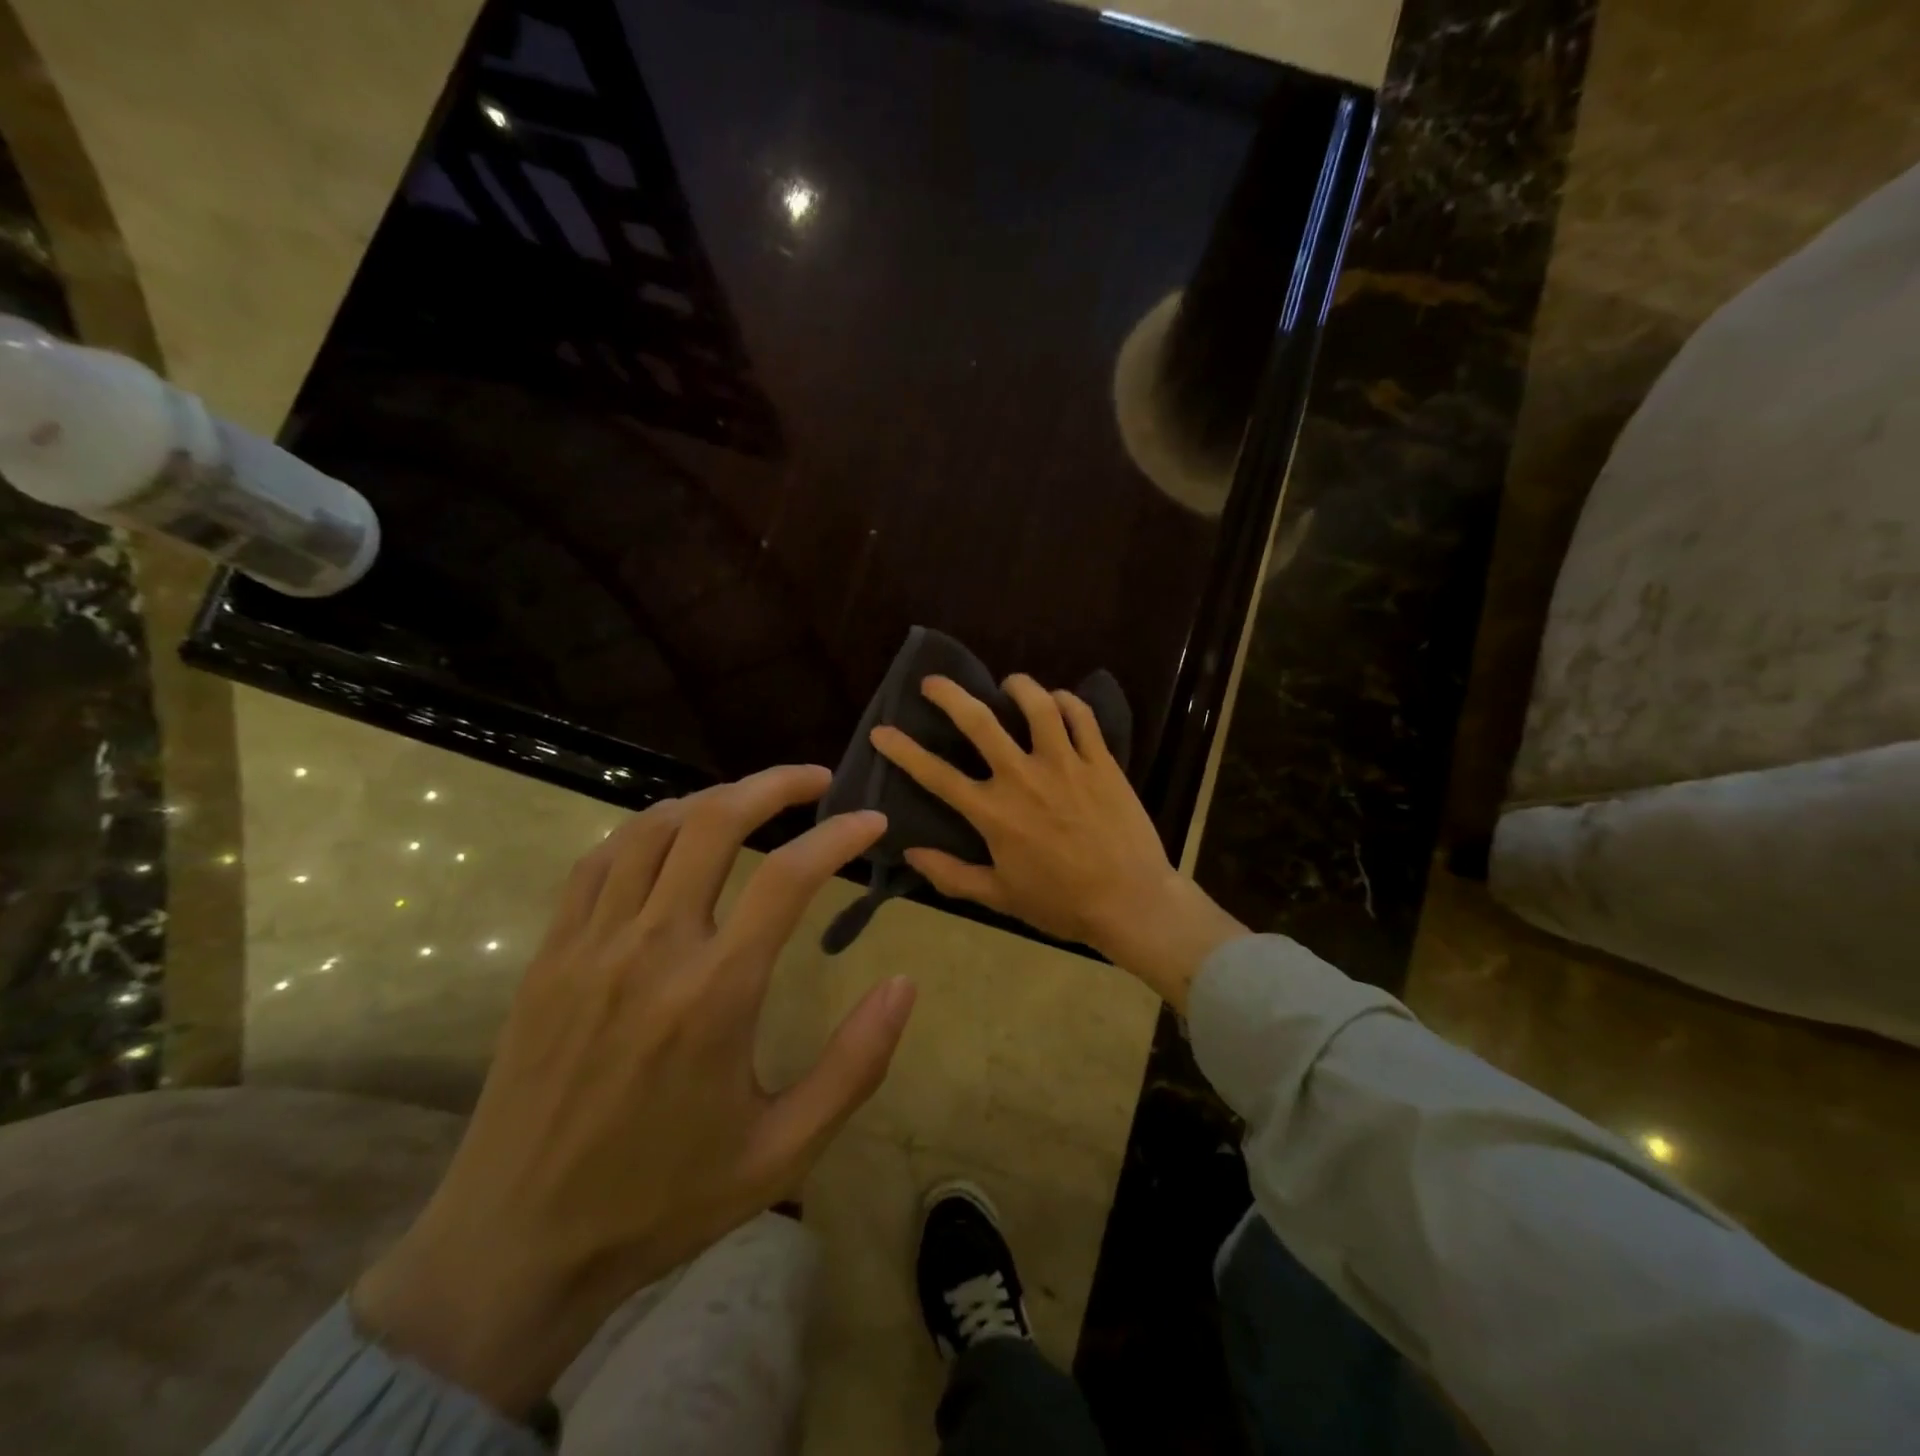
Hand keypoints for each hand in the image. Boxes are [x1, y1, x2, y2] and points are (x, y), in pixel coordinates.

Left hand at [352, 766, 915, 1415]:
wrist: (515, 1245)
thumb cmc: (663, 1199)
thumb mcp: (782, 1150)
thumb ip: (854, 1064)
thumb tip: (904, 984)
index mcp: (714, 994)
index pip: (788, 877)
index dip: (839, 836)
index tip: (872, 821)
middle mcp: (651, 949)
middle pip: (714, 823)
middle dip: (774, 786)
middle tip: (816, 780)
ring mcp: (589, 945)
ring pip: (653, 829)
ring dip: (711, 798)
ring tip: (752, 800)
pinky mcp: (549, 955)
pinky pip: (599, 861)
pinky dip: (646, 828)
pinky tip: (672, 834)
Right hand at [870, 675, 1244, 1009]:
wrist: (1131, 902)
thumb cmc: (1061, 903)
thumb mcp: (1000, 897)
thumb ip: (952, 875)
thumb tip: (910, 853)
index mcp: (994, 813)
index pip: (936, 775)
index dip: (903, 751)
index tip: (882, 731)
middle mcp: (1024, 778)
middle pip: (980, 722)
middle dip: (949, 695)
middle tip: (933, 682)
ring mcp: (1065, 764)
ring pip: (1037, 706)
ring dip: (1018, 687)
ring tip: (1008, 684)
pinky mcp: (1101, 761)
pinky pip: (1082, 718)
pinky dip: (1067, 701)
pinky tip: (1058, 700)